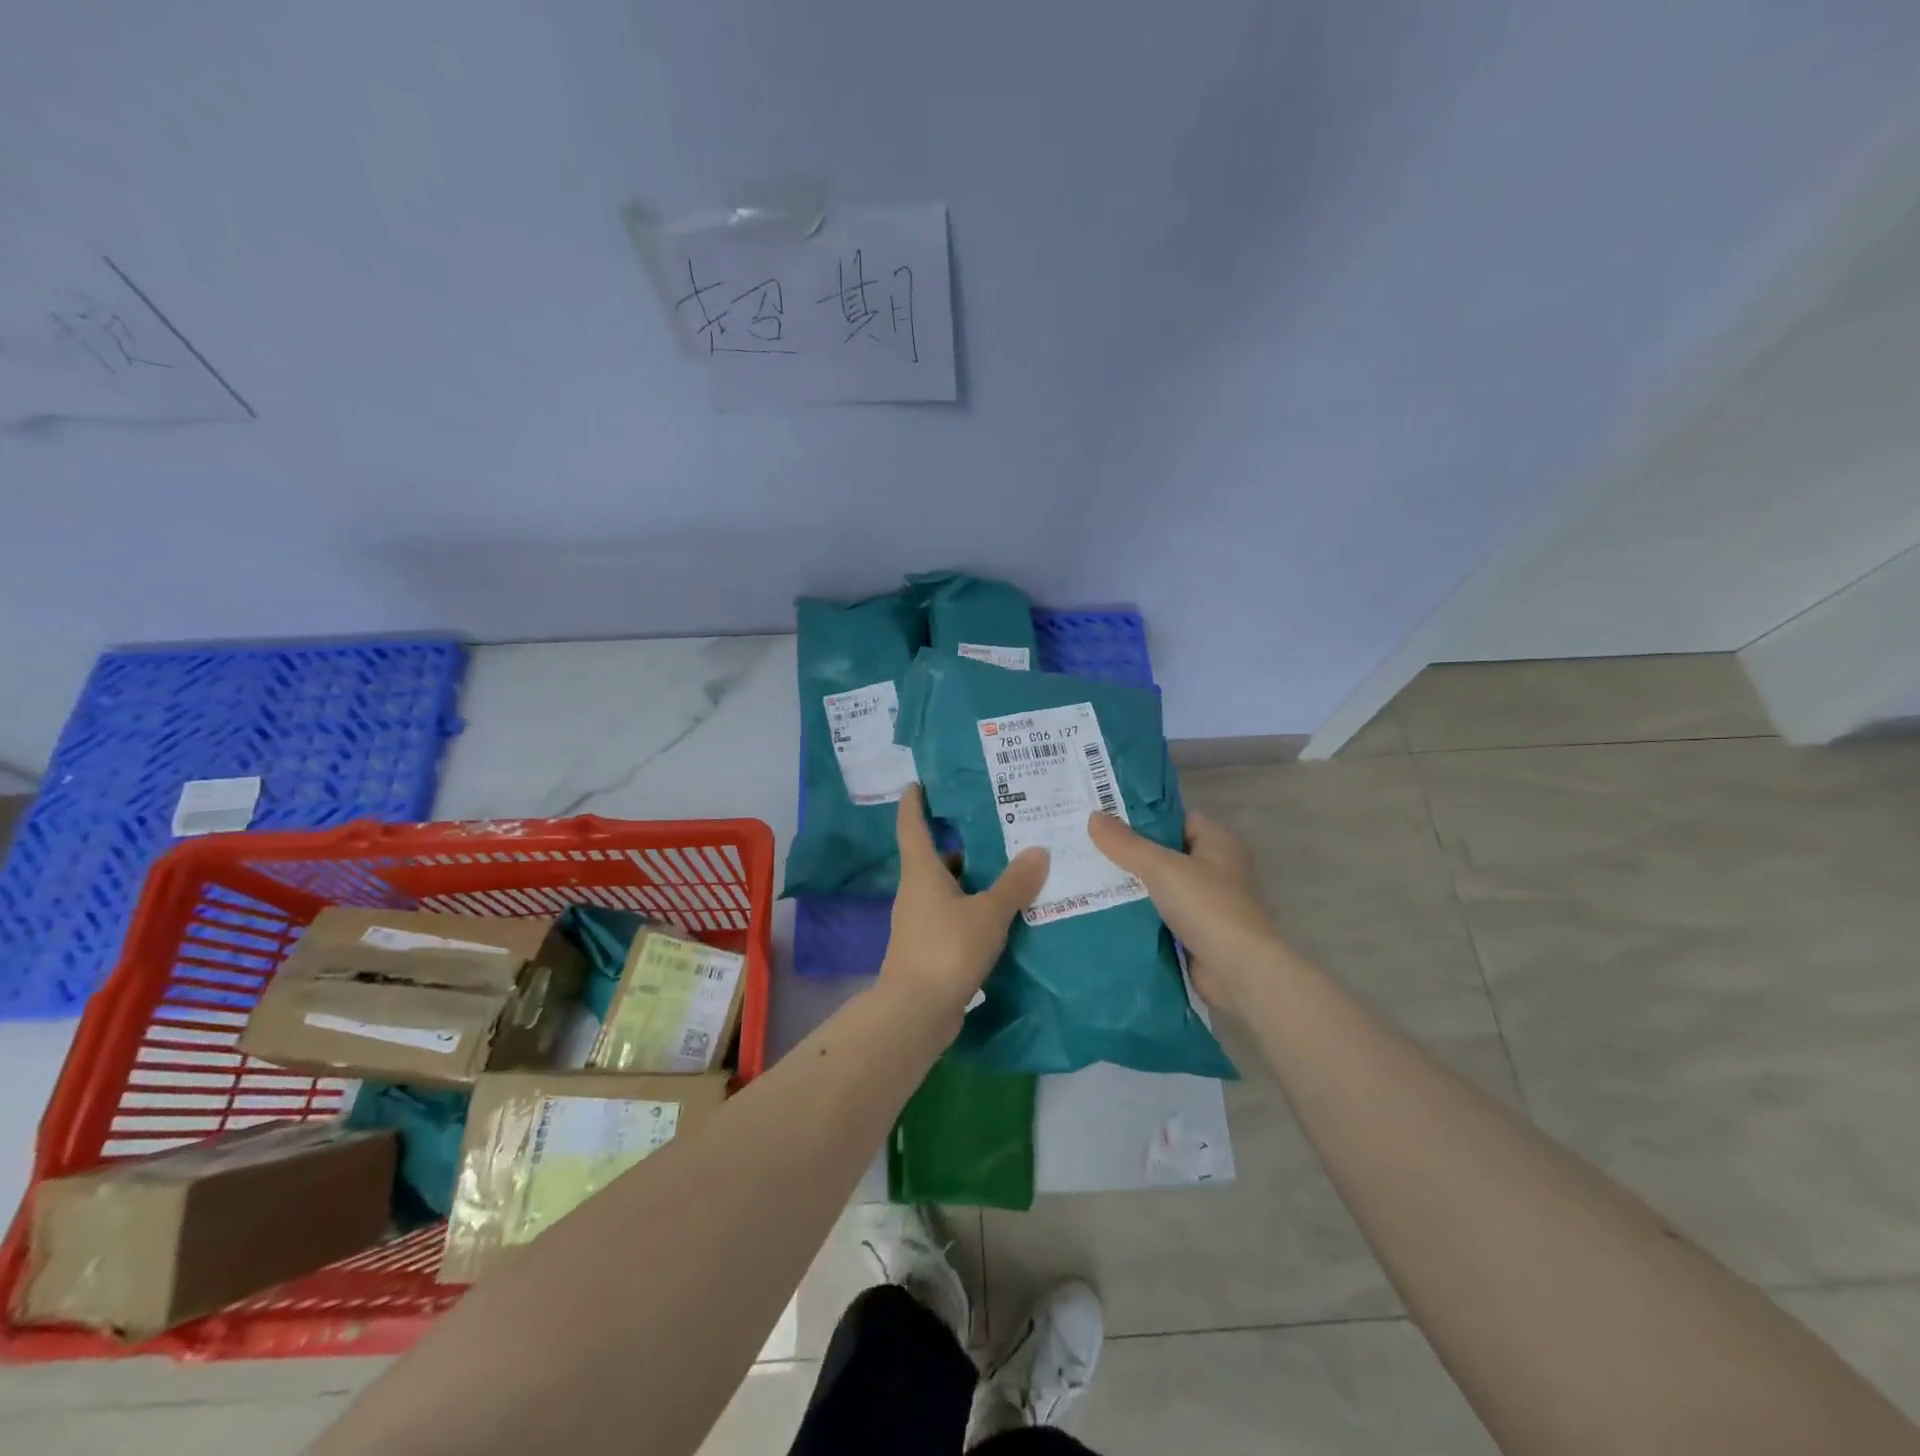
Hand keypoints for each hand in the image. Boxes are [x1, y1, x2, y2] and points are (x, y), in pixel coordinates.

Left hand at [881, 786, 1049, 1017]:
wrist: (917, 1011)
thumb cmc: (947, 948)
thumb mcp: (989, 912)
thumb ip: (1014, 883)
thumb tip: (1039, 850)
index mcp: (922, 872)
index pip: (912, 826)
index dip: (913, 803)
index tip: (918, 783)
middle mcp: (916, 892)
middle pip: (935, 857)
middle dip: (960, 841)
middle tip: (995, 826)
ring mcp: (919, 922)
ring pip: (946, 889)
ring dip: (971, 878)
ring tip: (1008, 868)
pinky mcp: (929, 948)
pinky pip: (953, 915)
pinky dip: (973, 908)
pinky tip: (1001, 913)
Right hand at [1087, 808, 1284, 1013]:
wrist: (1238, 972)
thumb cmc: (1207, 907)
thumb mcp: (1162, 867)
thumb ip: (1127, 844)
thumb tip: (1094, 817)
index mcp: (1217, 842)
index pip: (1175, 819)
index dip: (1142, 817)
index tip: (1104, 818)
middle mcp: (1214, 869)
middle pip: (1163, 853)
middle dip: (1128, 854)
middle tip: (1086, 848)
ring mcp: (1205, 903)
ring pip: (1158, 887)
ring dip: (1129, 887)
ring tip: (1085, 878)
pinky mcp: (1194, 933)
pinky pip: (1158, 916)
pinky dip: (1136, 915)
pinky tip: (1102, 911)